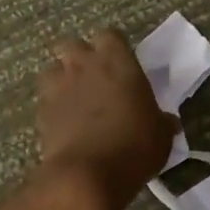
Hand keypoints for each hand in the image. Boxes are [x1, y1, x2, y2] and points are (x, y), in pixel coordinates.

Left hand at [36, 30, 177, 209]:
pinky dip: (53, 106)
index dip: (113, 48)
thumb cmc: (135, 146)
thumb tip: (168, 122)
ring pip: (53, 69)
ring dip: (62, 79)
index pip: (109, 35)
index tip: (121, 64)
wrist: (88, 174)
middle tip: (95, 79)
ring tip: (75, 99)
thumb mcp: (161, 135)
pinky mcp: (41, 111)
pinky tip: (65, 123)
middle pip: (73, 45)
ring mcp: (58, 86)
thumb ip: (162, 121)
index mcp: (117, 61)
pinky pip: (45, 99)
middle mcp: (83, 65)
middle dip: (80, 58)